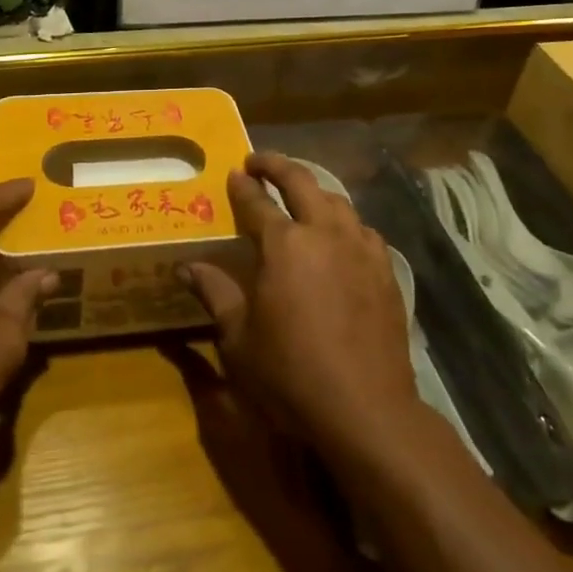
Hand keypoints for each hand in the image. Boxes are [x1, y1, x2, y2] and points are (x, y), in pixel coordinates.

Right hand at [181, 153, 420, 463]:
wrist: (367, 409)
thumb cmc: (291, 374)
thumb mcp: (239, 338)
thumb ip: (215, 293)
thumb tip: (186, 268)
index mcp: (284, 245)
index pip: (257, 202)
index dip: (242, 185)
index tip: (234, 173)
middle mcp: (325, 233)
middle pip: (302, 182)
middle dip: (277, 166)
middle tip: (259, 162)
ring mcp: (361, 249)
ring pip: (337, 201)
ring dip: (313, 191)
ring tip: (300, 196)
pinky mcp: (386, 271)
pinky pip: (363, 230)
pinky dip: (345, 222)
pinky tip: (340, 236)